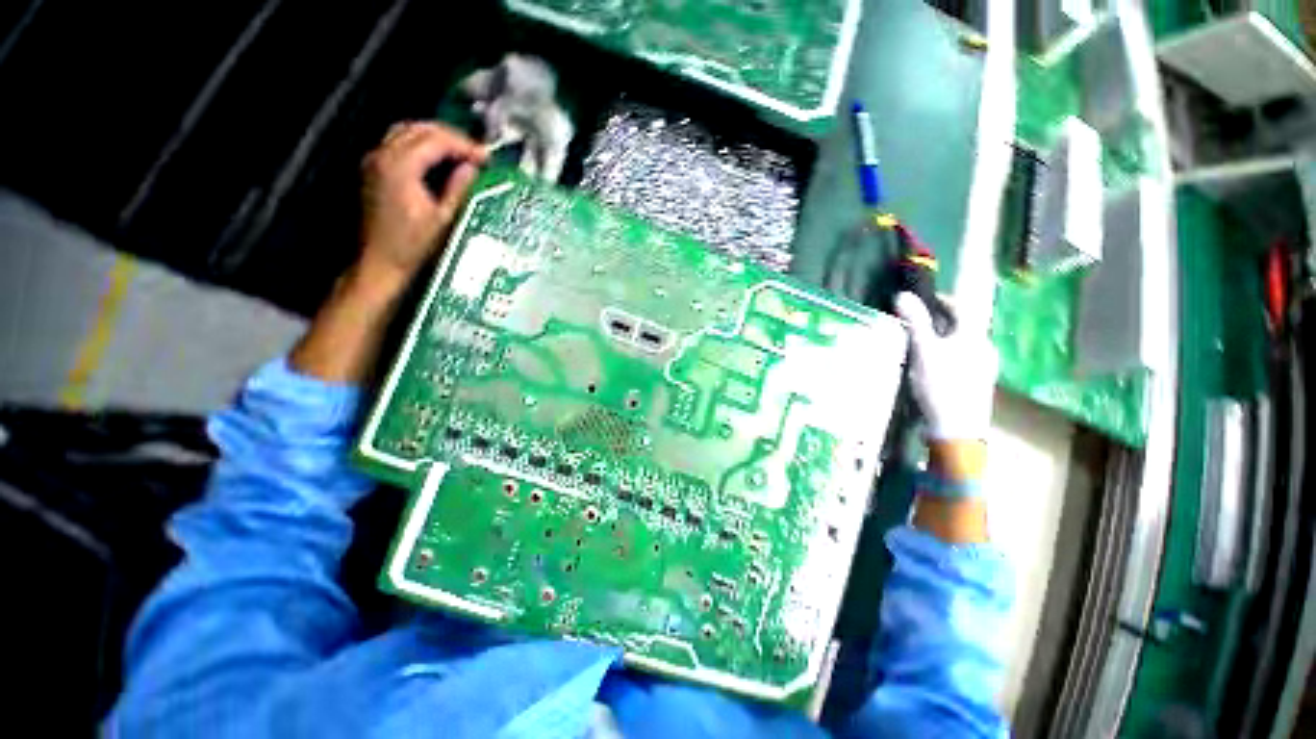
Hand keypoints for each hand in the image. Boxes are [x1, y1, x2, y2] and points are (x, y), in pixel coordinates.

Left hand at [359, 122, 486, 285]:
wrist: (381, 261)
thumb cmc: (412, 246)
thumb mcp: (444, 219)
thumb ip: (458, 188)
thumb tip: (471, 168)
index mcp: (400, 167)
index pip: (436, 140)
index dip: (464, 145)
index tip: (486, 157)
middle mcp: (383, 157)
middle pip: (420, 129)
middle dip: (451, 137)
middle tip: (476, 153)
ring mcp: (375, 162)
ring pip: (407, 132)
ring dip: (436, 138)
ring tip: (461, 153)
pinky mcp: (374, 170)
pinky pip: (399, 144)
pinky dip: (421, 145)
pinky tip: (438, 159)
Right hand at [895, 291, 997, 442]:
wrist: (957, 428)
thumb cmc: (941, 386)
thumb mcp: (924, 352)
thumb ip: (916, 322)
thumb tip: (903, 295)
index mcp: (974, 336)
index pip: (963, 307)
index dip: (944, 300)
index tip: (924, 299)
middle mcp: (984, 347)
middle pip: (962, 325)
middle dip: (940, 321)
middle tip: (916, 323)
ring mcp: (984, 366)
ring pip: (962, 343)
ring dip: (942, 338)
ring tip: (920, 344)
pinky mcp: (978, 382)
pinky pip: (962, 358)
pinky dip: (947, 354)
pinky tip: (933, 365)